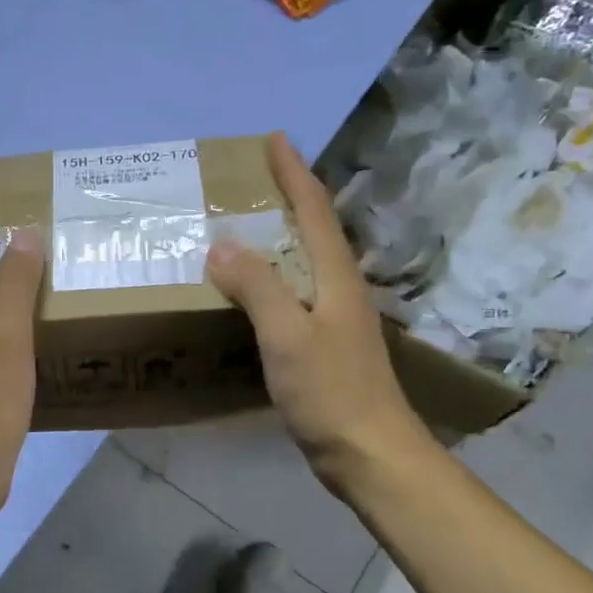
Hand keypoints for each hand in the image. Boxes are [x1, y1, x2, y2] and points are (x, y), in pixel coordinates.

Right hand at [207, 133, 426, 495]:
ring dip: (279, 237)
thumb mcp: (287, 335)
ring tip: (244, 226)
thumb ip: (256, 286)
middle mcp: (340, 289)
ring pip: (305, 262)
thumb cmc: (331, 391)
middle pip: (314, 230)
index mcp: (335, 276)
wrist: (370, 453)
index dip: (294, 173)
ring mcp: (335, 318)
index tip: (274, 139)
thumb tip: (222, 244)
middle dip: (287, 197)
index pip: (314, 209)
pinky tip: (252, 290)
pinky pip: (295, 294)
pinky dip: (272, 278)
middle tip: (250, 180)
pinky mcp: (326, 345)